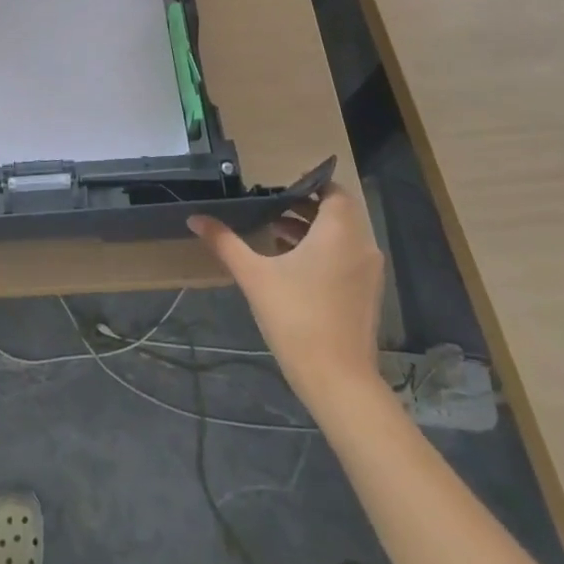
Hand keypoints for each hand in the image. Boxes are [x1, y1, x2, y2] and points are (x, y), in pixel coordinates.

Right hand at [189, 184, 385, 408]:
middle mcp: (361, 245)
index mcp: (339, 232)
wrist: (338, 380)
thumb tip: (195, 218)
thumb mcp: (254, 275)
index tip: (279, 186)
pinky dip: (324, 250)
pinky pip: (347, 256)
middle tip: (270, 207)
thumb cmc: (296, 317)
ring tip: (275, 233)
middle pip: (338, 211)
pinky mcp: (367, 293)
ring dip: (313, 229)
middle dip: (305, 206)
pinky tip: (292, 264)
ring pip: (342, 235)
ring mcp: (368, 272)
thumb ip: (225, 242)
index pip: (333, 190)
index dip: (309, 183)